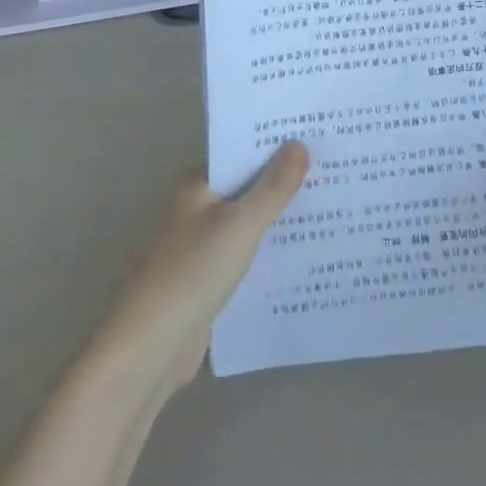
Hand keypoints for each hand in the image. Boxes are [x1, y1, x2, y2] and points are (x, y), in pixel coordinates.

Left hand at [90, 144, 309, 402]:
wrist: (149, 348)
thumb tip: (299, 143)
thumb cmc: (193, 273)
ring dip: (279, 217)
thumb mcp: (241, 225)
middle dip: (284, 182)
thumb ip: (273, 187)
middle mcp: (195, 207)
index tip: (317, 137)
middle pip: (247, 186)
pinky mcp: (207, 277)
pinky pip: (245, 253)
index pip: (242, 152)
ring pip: (248, 221)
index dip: (277, 145)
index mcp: (196, 184)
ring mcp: (200, 244)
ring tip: (330, 206)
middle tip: (335, 170)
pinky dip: (269, 250)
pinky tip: (304, 251)